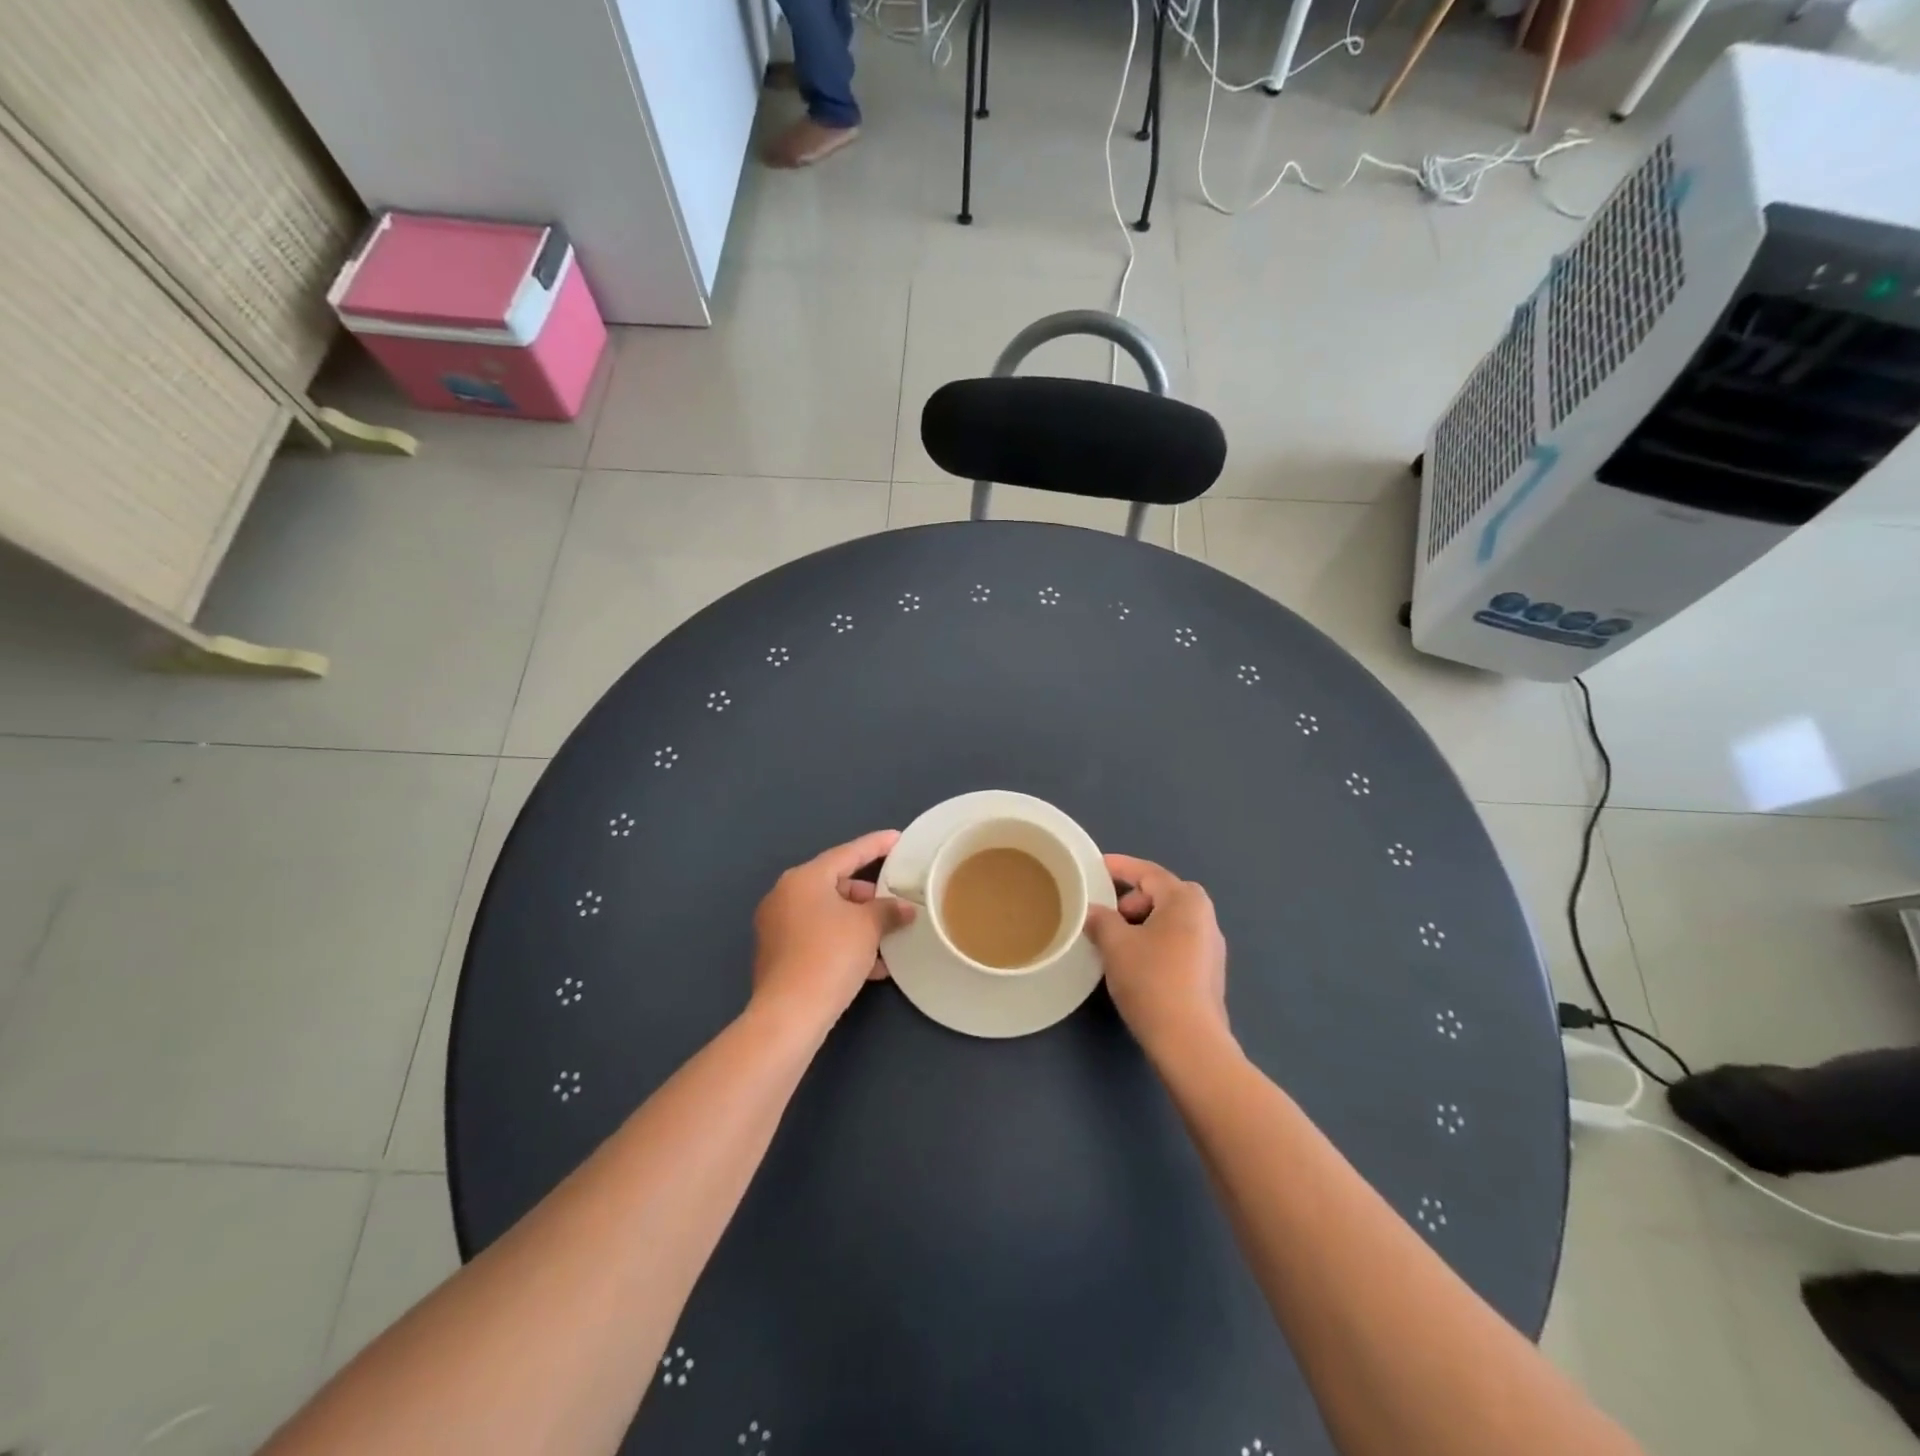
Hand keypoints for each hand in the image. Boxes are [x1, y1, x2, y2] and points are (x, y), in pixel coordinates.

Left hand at [752, 829, 916, 1028]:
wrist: (789, 1014)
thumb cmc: (830, 955)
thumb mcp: (868, 927)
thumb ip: (888, 910)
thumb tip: (903, 909)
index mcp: (804, 879)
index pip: (847, 853)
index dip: (875, 845)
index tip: (897, 839)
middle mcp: (785, 896)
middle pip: (835, 884)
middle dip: (868, 894)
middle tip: (894, 901)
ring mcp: (777, 927)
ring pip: (828, 915)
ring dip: (858, 923)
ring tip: (888, 936)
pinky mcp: (779, 956)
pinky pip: (818, 938)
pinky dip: (843, 943)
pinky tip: (872, 966)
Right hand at [1085, 854, 1229, 1059]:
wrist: (1189, 1042)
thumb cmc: (1151, 980)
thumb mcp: (1116, 944)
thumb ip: (1101, 919)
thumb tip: (1094, 912)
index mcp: (1186, 900)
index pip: (1148, 872)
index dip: (1119, 867)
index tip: (1095, 867)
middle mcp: (1205, 917)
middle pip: (1161, 895)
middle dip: (1130, 900)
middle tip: (1104, 915)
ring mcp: (1211, 947)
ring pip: (1168, 921)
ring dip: (1140, 924)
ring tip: (1114, 942)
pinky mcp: (1208, 974)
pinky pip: (1175, 943)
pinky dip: (1153, 943)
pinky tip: (1134, 964)